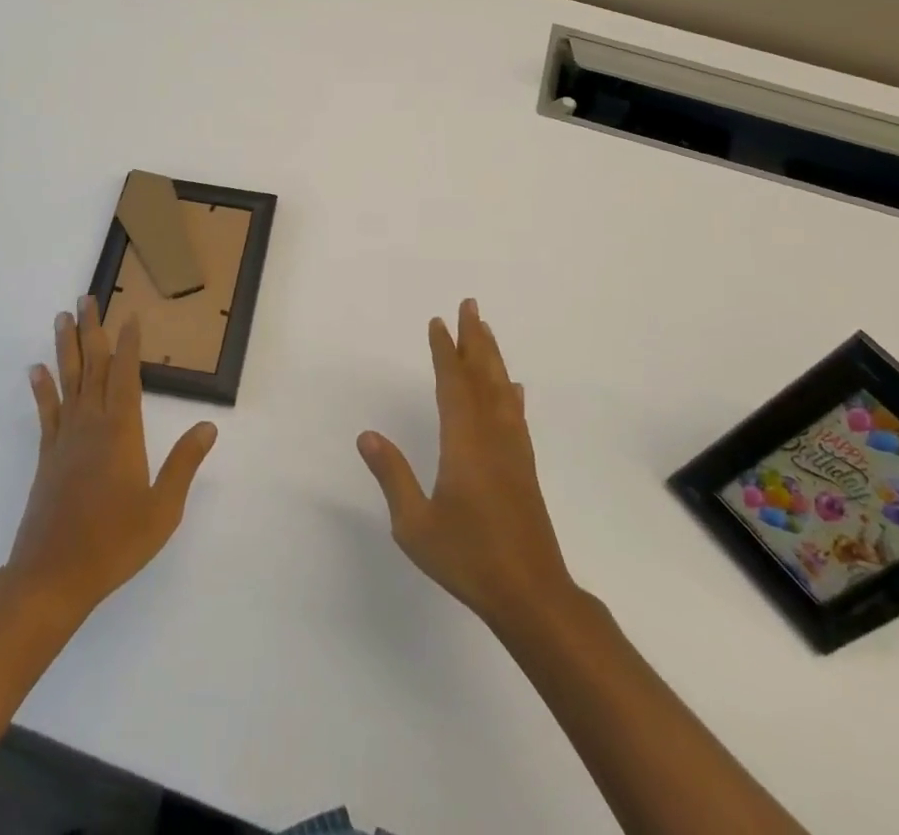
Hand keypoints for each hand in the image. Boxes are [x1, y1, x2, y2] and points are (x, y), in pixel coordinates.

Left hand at [5, 297, 217, 618]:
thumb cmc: (114, 543)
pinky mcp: (47, 456)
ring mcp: (65, 439)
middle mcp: (91, 425)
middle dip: (92, 331)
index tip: (131, 316)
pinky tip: (36, 370)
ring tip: (62, 318)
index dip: (130, 345)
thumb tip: (209, 427)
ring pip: (67, 381)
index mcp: (121, 432)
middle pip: (93, 367)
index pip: (126, 376)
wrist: (52, 577)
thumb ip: (184, 464)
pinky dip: (42, 388)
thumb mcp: (162, 509)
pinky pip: (46, 411)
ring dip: (66, 347)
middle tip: (85, 299)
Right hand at [358, 299, 575, 630]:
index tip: (438, 323)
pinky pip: (516, 416)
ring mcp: (513, 450)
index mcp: (464, 443)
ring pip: (502, 391)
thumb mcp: (416, 525)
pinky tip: (513, 387)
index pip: (452, 384)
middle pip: (482, 376)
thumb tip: (367, 435)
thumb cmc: (469, 558)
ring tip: (486, 330)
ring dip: (492, 357)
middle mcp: (492, 436)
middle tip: (470, 305)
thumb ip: (393, 476)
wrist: (531, 593)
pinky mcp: (525, 467)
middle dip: (474, 339)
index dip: (444, 352)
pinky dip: (512, 394)